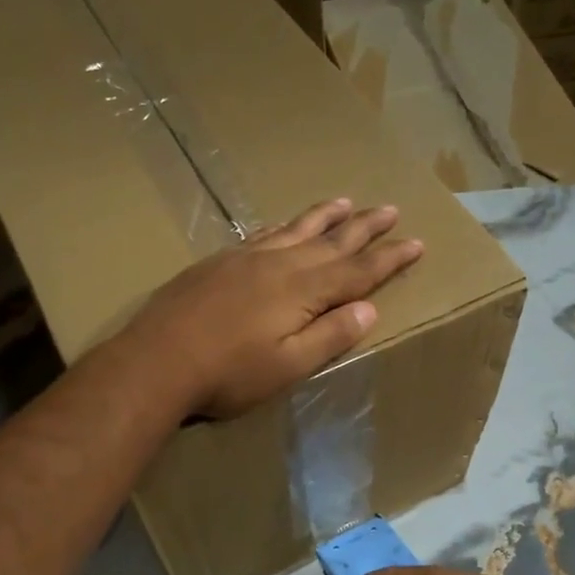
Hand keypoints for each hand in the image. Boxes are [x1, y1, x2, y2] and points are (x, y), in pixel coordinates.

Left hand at [122, 198, 422, 419]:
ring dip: (325, 216)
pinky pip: (263, 233)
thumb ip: (330, 335)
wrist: (157, 360)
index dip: (389, 258)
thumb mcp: (288, 366)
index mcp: (303, 290)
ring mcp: (246, 258)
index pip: (358, 271)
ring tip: (345, 200)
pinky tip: (284, 225)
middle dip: (364, 227)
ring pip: (296, 229)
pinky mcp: (219, 262)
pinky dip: (283, 226)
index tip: (416, 242)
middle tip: (390, 208)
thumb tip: (369, 308)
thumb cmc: (228, 374)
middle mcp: (280, 264)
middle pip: (332, 240)